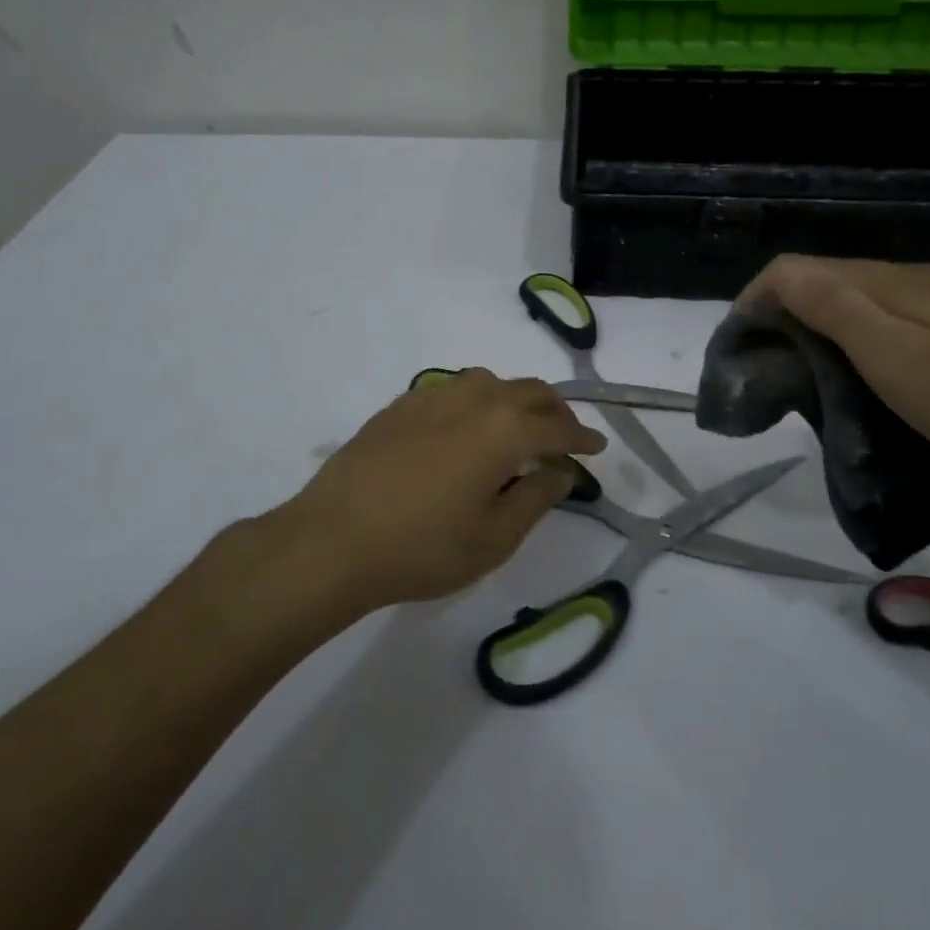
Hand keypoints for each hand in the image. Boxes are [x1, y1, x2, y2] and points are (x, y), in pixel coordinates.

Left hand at [273, 369, 606, 612]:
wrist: (333, 540)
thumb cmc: (423, 548)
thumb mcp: (494, 538)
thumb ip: (536, 498)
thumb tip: (560, 472)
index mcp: (504, 429)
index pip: (558, 425)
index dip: (582, 437)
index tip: (597, 448)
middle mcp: (474, 399)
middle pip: (528, 391)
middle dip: (555, 410)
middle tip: (565, 435)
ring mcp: (433, 396)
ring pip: (490, 382)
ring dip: (515, 399)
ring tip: (519, 427)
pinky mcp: (401, 405)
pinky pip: (453, 389)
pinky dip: (477, 401)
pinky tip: (467, 427)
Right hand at [739, 256, 929, 499]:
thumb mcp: (901, 361)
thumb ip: (836, 310)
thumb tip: (779, 275)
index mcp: (891, 284)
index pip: (797, 270)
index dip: (754, 300)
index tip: (736, 351)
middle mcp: (918, 281)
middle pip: (829, 281)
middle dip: (784, 317)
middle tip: (771, 374)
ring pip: (866, 303)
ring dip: (824, 331)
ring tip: (814, 382)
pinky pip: (902, 324)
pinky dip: (867, 345)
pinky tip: (880, 381)